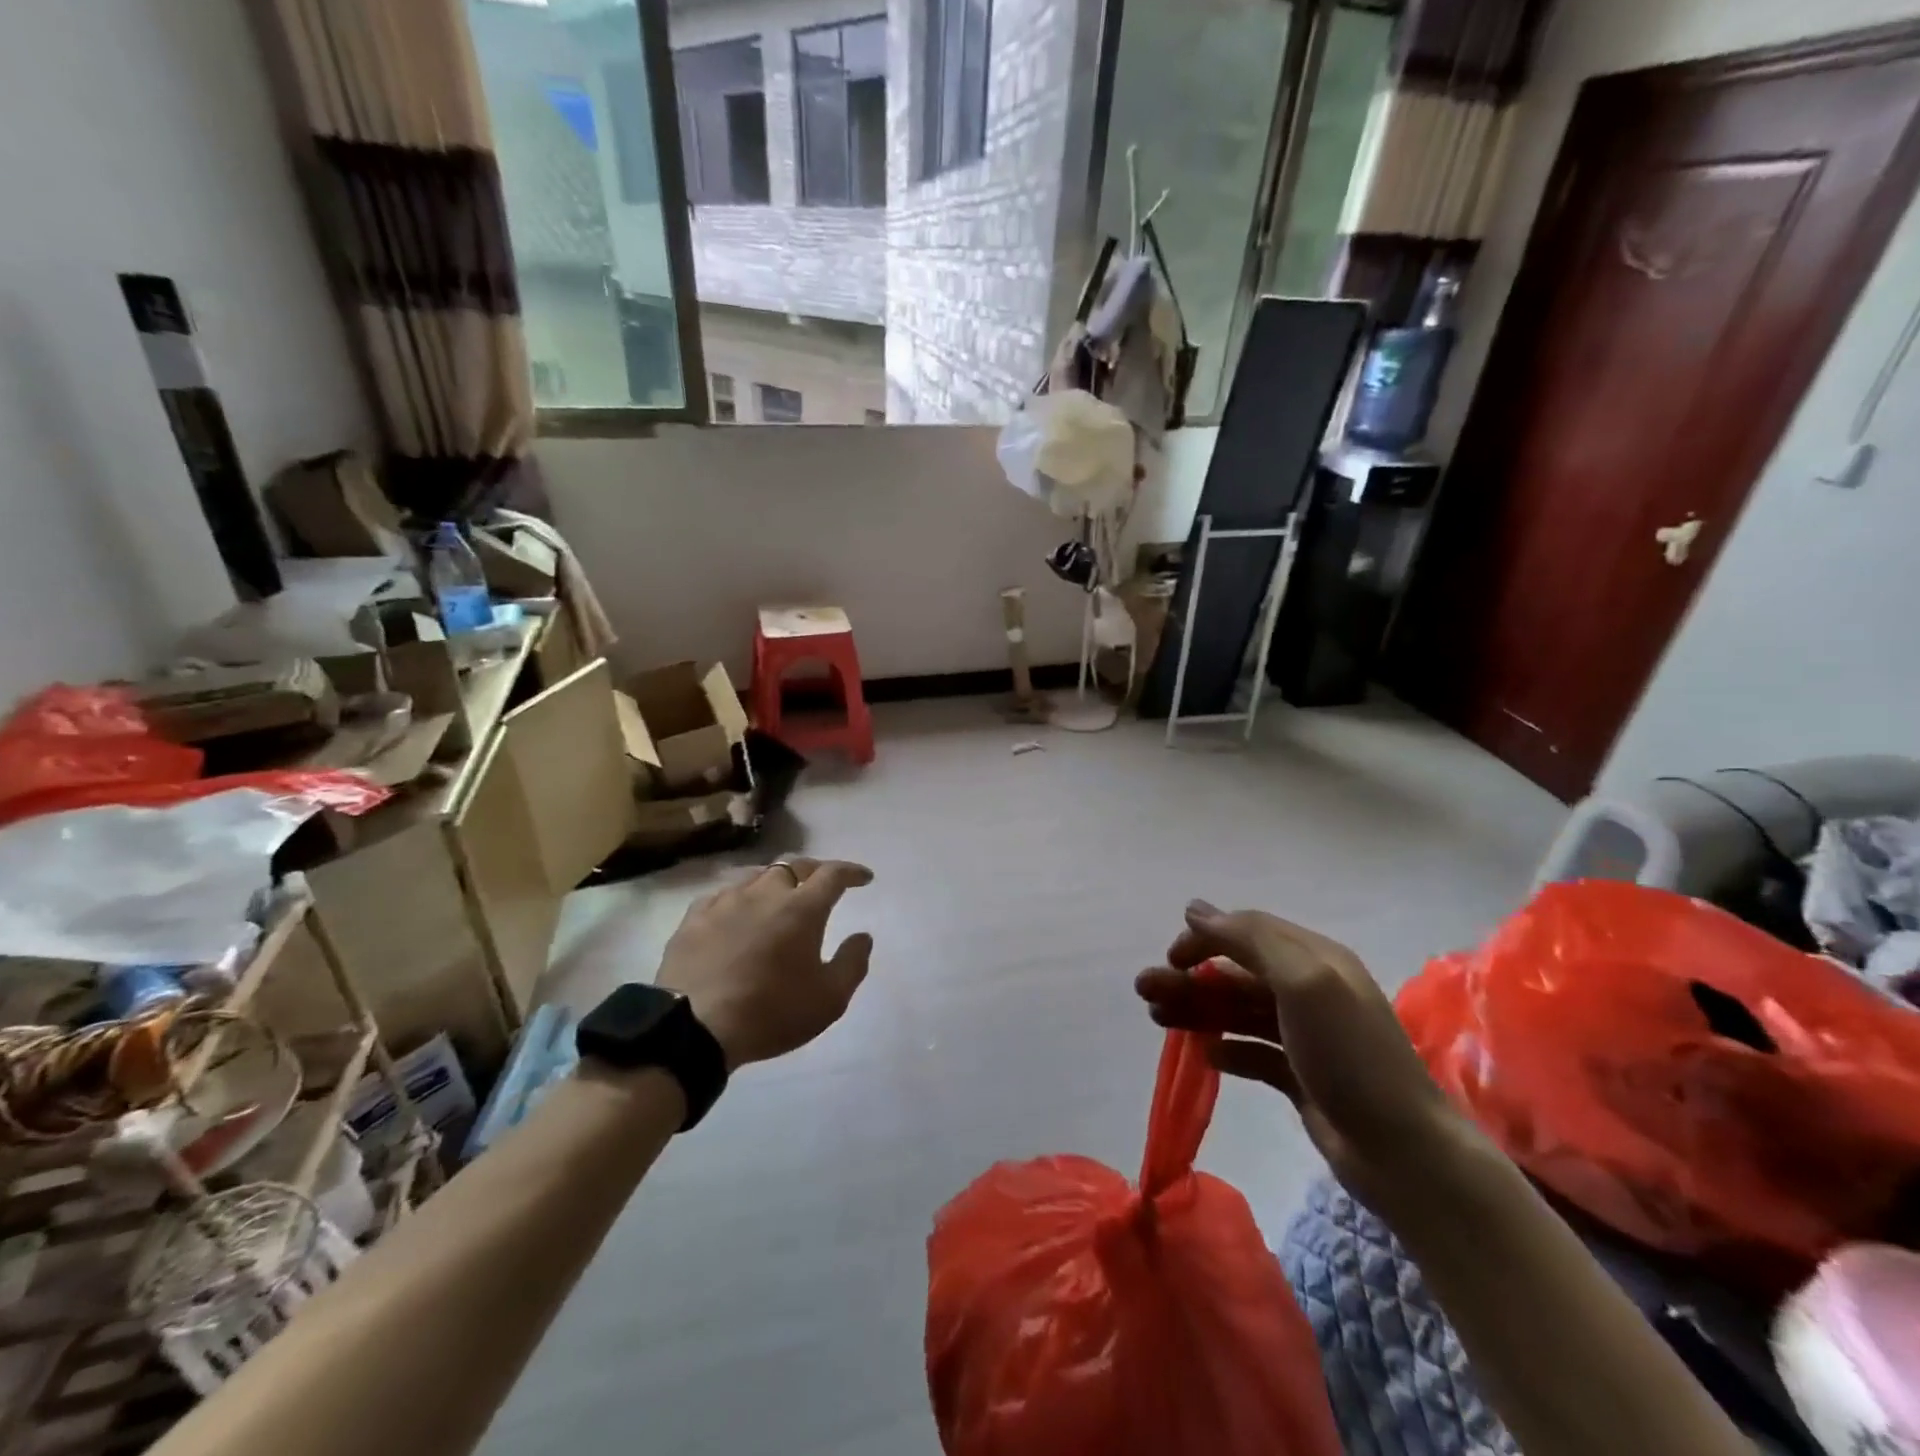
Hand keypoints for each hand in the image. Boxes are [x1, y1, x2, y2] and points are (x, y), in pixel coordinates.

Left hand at [656, 858, 874, 1069]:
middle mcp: (765, 893)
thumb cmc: (770, 1013)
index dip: (851, 872)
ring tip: (779, 897)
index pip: (832, 874)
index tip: (864, 878)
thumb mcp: (829, 1000)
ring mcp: (726, 902)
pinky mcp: (694, 917)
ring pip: (756, 876)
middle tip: (821, 885)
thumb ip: (852, 963)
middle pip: (793, 866)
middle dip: (813, 871)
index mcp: (802, 909)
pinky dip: (740, 897)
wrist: (693, 1029)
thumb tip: (863, 936)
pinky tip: (737, 911)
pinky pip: (723, 894)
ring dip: (775, 882)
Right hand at [1136, 900, 1473, 1211]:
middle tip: (1143, 990)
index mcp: (1315, 959)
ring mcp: (1306, 1036)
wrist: (1404, 1154)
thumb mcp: (1303, 982)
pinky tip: (1203, 1055)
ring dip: (1199, 1009)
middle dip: (1190, 977)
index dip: (1206, 938)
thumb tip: (1196, 909)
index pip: (1249, 932)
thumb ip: (1250, 939)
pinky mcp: (1302, 1076)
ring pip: (1239, 1011)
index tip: (1172, 958)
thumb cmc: (1349, 1055)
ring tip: (1156, 1018)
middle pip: (1237, 973)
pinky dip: (1226, 1048)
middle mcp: (1310, 990)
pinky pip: (1253, 1051)